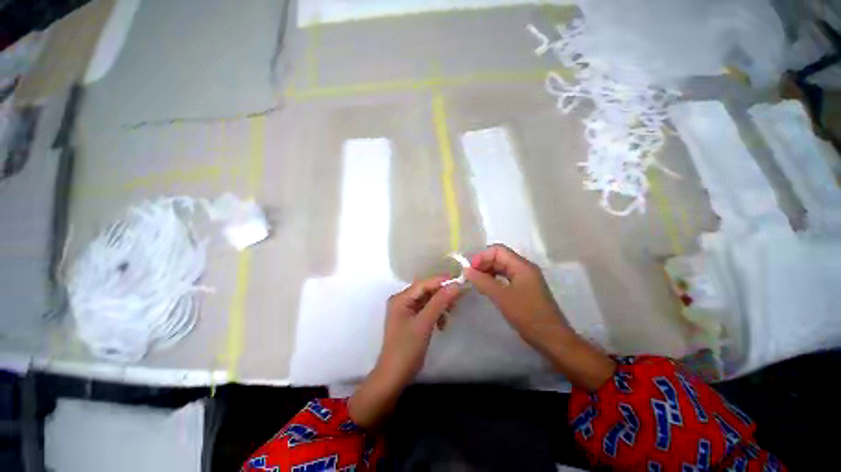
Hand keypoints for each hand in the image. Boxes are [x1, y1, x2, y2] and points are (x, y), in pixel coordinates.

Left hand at [349, 277, 460, 427]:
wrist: (394, 376)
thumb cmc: (407, 348)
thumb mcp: (424, 323)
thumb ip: (439, 302)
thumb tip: (455, 285)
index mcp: (401, 298)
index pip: (424, 283)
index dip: (441, 281)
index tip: (459, 281)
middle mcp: (402, 301)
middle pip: (426, 291)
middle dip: (442, 294)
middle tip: (459, 298)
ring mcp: (406, 311)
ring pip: (428, 301)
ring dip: (440, 305)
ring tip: (451, 313)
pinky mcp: (411, 320)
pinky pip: (426, 311)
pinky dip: (436, 314)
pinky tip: (442, 324)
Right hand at [464, 244, 568, 349]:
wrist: (551, 338)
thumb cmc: (527, 315)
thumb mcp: (502, 297)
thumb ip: (483, 281)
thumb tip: (466, 270)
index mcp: (522, 265)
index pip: (498, 250)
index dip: (482, 256)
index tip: (470, 269)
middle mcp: (524, 268)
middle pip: (500, 257)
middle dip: (484, 264)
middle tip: (471, 277)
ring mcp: (525, 278)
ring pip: (502, 268)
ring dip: (488, 272)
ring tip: (476, 283)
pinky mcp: (524, 289)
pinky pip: (505, 278)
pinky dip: (494, 280)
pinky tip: (486, 288)